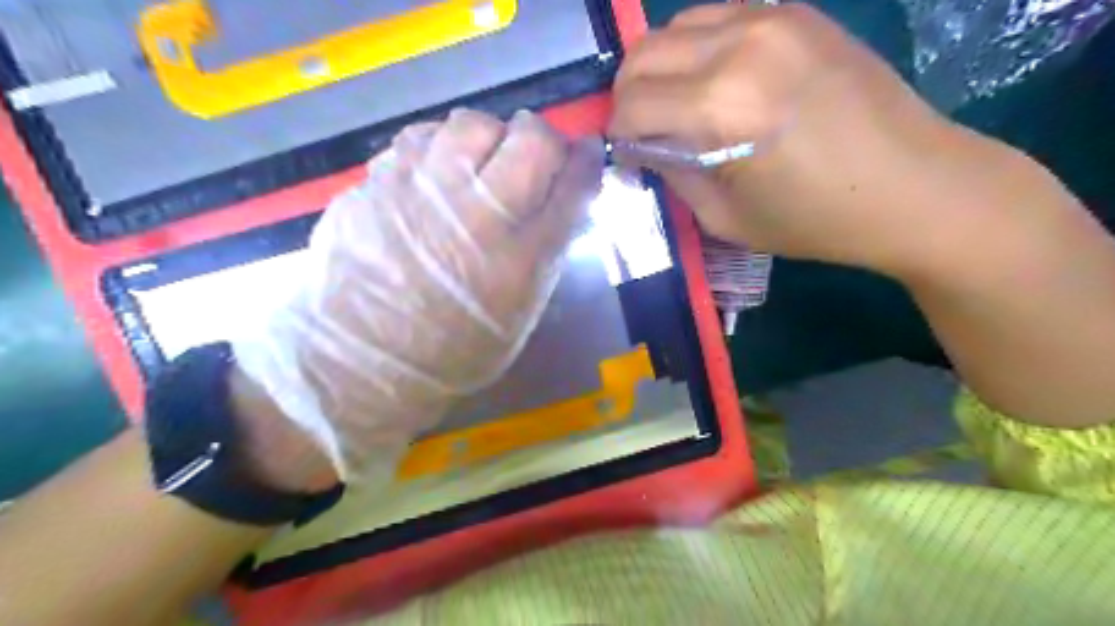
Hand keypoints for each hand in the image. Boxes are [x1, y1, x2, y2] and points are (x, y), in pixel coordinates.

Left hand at [231, 108, 605, 479]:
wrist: (362, 361)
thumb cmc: (454, 349)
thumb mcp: (520, 312)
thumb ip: (546, 252)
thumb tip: (563, 200)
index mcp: (519, 259)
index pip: (572, 184)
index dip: (586, 161)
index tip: (586, 154)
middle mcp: (477, 216)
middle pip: (530, 139)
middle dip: (542, 139)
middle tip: (532, 159)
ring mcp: (422, 192)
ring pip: (473, 123)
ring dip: (488, 139)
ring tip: (479, 168)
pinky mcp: (378, 184)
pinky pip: (421, 137)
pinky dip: (440, 148)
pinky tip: (436, 176)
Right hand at [608, 2, 982, 273]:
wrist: (914, 185)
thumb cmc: (815, 220)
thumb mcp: (725, 218)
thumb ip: (674, 173)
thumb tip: (644, 145)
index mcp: (721, 110)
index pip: (631, 106)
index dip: (619, 135)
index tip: (630, 156)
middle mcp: (739, 48)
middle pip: (641, 55)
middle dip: (628, 97)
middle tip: (644, 130)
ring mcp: (770, 18)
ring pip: (673, 27)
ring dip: (659, 68)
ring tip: (676, 104)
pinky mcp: (794, 11)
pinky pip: (717, 17)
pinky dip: (697, 48)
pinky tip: (713, 80)